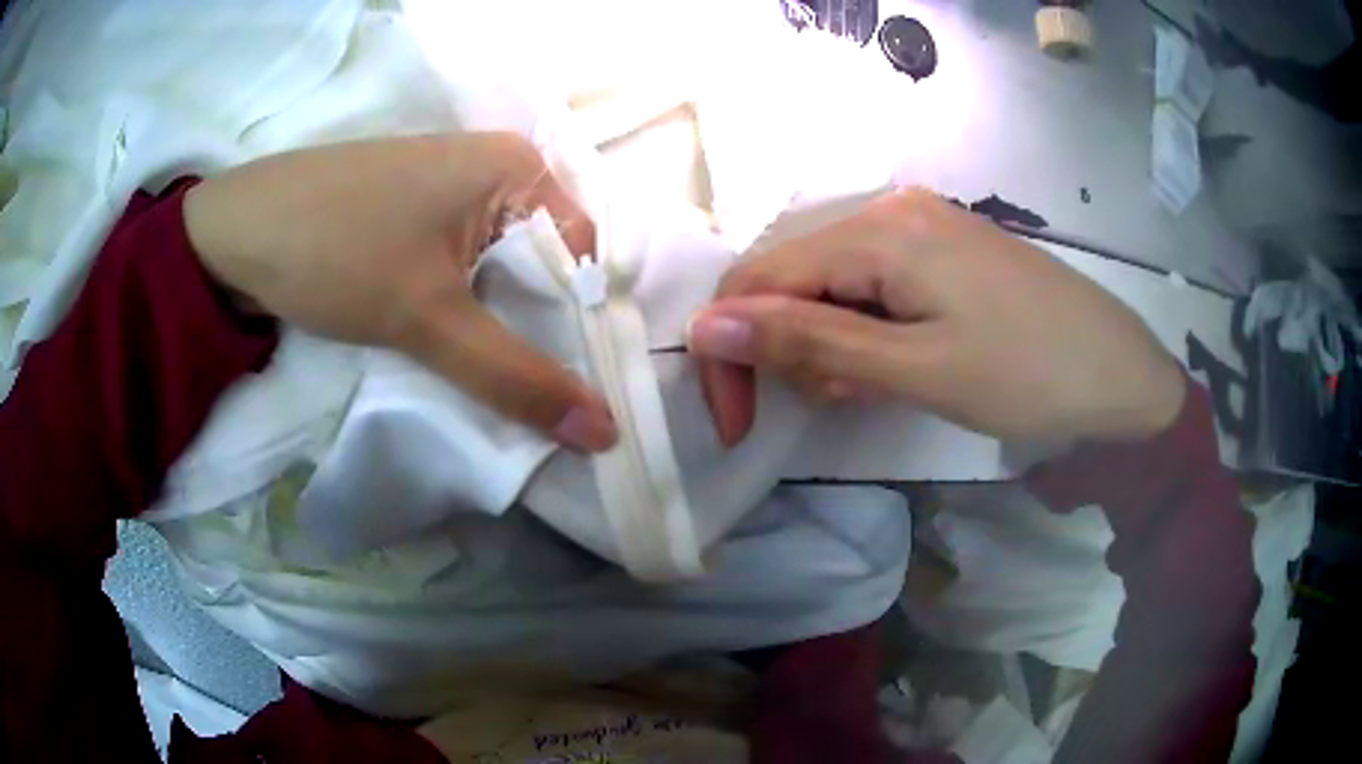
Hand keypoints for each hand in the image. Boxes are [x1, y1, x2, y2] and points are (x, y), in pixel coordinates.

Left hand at [185, 132, 617, 451]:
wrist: (231, 234)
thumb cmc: (334, 250)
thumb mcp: (427, 318)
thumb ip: (515, 377)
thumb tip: (604, 434)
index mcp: (517, 167)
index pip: (583, 258)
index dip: (584, 329)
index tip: (581, 396)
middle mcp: (493, 167)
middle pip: (544, 265)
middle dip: (540, 333)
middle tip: (543, 403)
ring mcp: (450, 188)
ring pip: (500, 270)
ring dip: (500, 326)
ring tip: (499, 383)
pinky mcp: (414, 212)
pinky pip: (464, 266)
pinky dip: (466, 310)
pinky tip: (456, 346)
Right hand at [688, 187, 1185, 445]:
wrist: (1121, 378)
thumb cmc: (1026, 377)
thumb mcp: (913, 369)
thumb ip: (806, 341)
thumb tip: (704, 325)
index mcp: (879, 228)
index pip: (759, 279)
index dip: (732, 352)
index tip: (741, 424)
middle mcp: (889, 208)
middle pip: (792, 276)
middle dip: (791, 348)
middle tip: (842, 400)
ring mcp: (920, 224)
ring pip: (830, 283)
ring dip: (831, 342)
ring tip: (877, 386)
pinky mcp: (943, 248)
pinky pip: (872, 284)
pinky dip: (866, 330)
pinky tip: (900, 360)